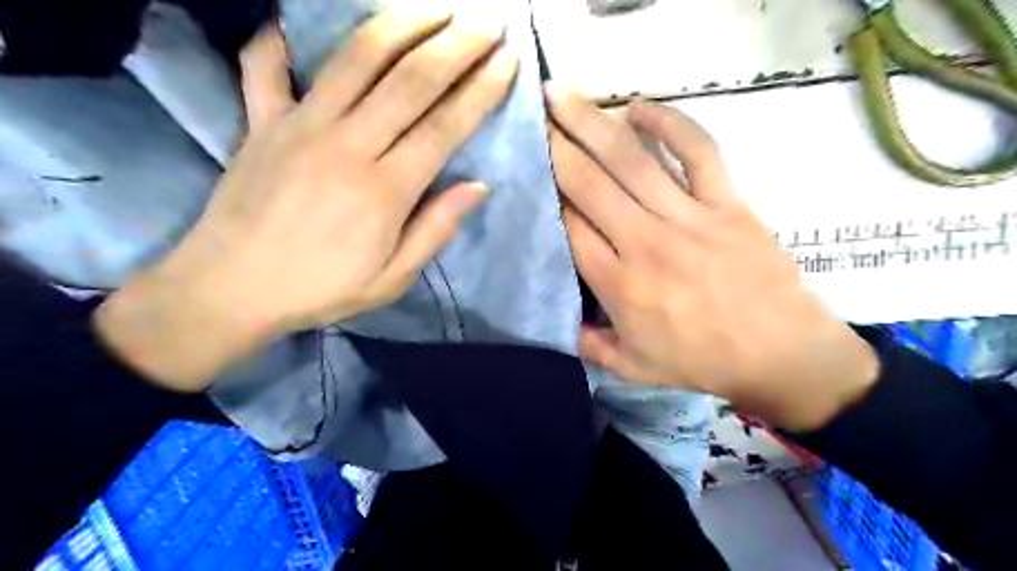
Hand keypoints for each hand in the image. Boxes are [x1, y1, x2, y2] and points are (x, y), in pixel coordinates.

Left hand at [94, 11, 516, 392]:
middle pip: (411, 79)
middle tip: (487, 22)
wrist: (229, 289)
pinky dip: (282, 37)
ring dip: (401, 23)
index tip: (507, 61)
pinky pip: (267, 65)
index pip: (445, 125)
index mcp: (385, 190)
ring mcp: (300, 125)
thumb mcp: (392, 278)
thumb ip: (435, 230)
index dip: (481, 89)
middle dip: (456, 45)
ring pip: (357, 58)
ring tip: (434, 6)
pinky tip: (301, 22)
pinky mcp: (260, 120)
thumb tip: (478, 186)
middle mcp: (347, 144)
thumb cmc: (320, 289)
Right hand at [544, 87, 877, 429]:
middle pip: (589, 185)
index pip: (570, 228)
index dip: (546, 197)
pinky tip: (638, 105)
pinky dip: (670, 123)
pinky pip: (698, 152)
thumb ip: (589, 345)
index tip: (529, 174)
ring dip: (592, 123)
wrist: (781, 352)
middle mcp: (646, 243)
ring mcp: (689, 218)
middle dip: (555, 148)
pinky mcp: (727, 203)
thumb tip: (558, 323)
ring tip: (561, 95)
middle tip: (531, 119)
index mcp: (620, 285)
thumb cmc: (702, 361)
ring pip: (632, 161)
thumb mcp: (634, 367)